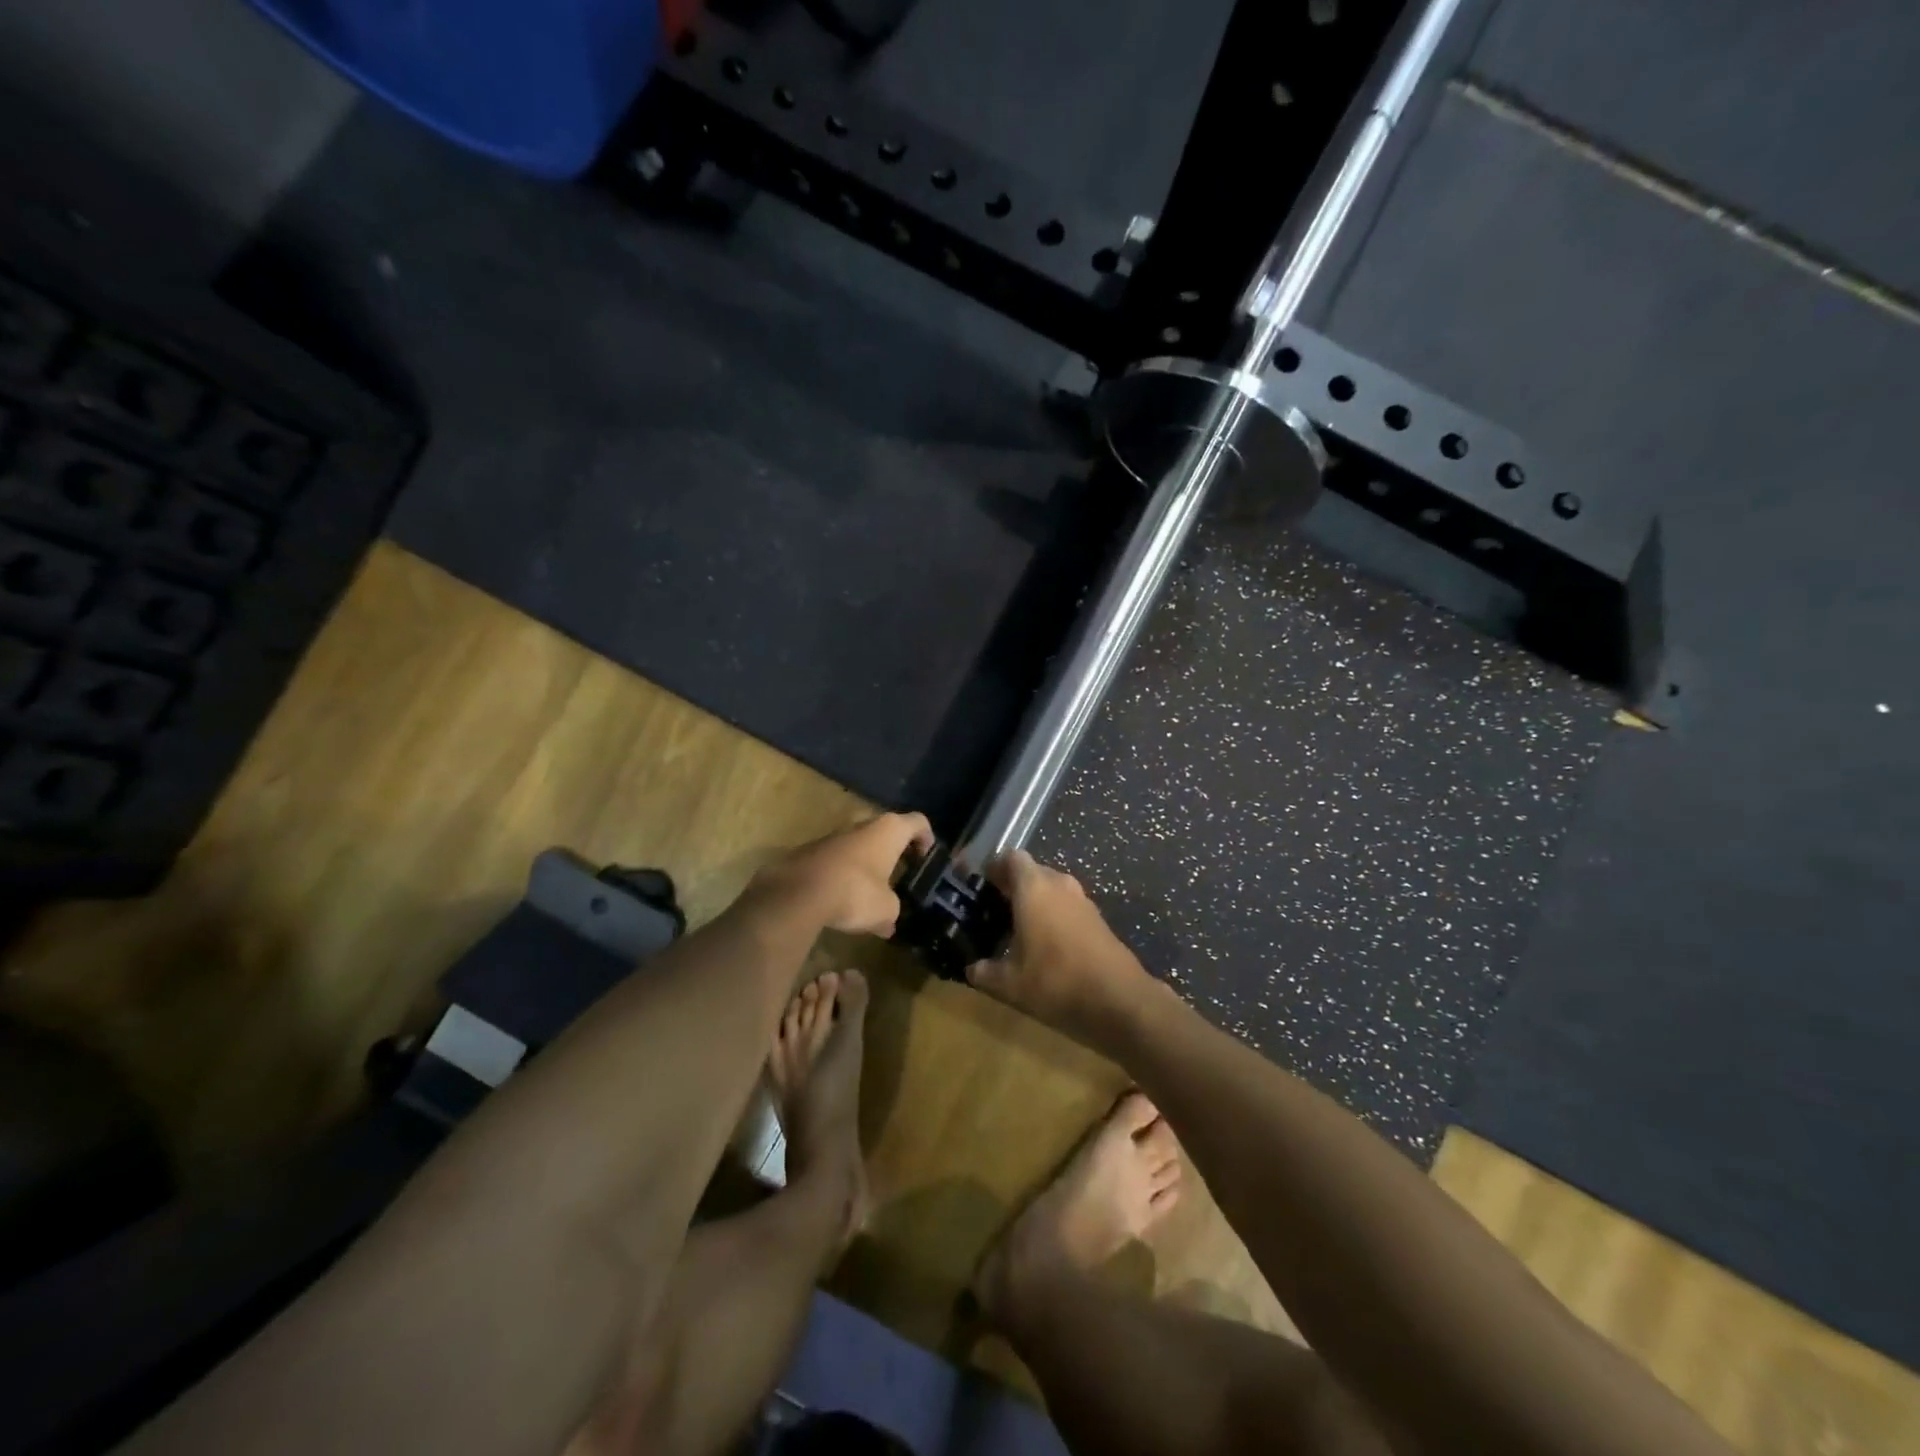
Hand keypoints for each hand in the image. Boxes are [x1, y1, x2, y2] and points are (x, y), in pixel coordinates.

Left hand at [756, 811, 934, 935]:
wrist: (798, 893)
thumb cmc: (855, 892)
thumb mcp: (886, 909)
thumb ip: (892, 911)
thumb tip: (888, 923)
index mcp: (889, 830)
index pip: (919, 822)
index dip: (927, 838)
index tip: (927, 859)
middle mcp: (863, 824)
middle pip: (887, 832)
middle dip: (894, 852)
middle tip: (900, 876)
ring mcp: (834, 835)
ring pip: (860, 846)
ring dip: (868, 865)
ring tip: (871, 895)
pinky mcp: (812, 850)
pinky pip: (837, 860)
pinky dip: (845, 875)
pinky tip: (843, 901)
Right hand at [966, 850, 1158, 1047]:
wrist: (1120, 1001)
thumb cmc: (1056, 982)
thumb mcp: (1009, 984)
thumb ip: (984, 972)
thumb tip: (971, 969)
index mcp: (1034, 888)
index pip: (1011, 858)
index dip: (994, 867)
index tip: (980, 885)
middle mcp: (1059, 885)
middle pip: (1032, 872)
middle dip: (1012, 886)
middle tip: (993, 910)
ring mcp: (1083, 901)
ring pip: (1052, 890)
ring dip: (1035, 902)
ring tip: (1016, 930)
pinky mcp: (1098, 920)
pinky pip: (1067, 907)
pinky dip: (1054, 917)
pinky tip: (1044, 946)